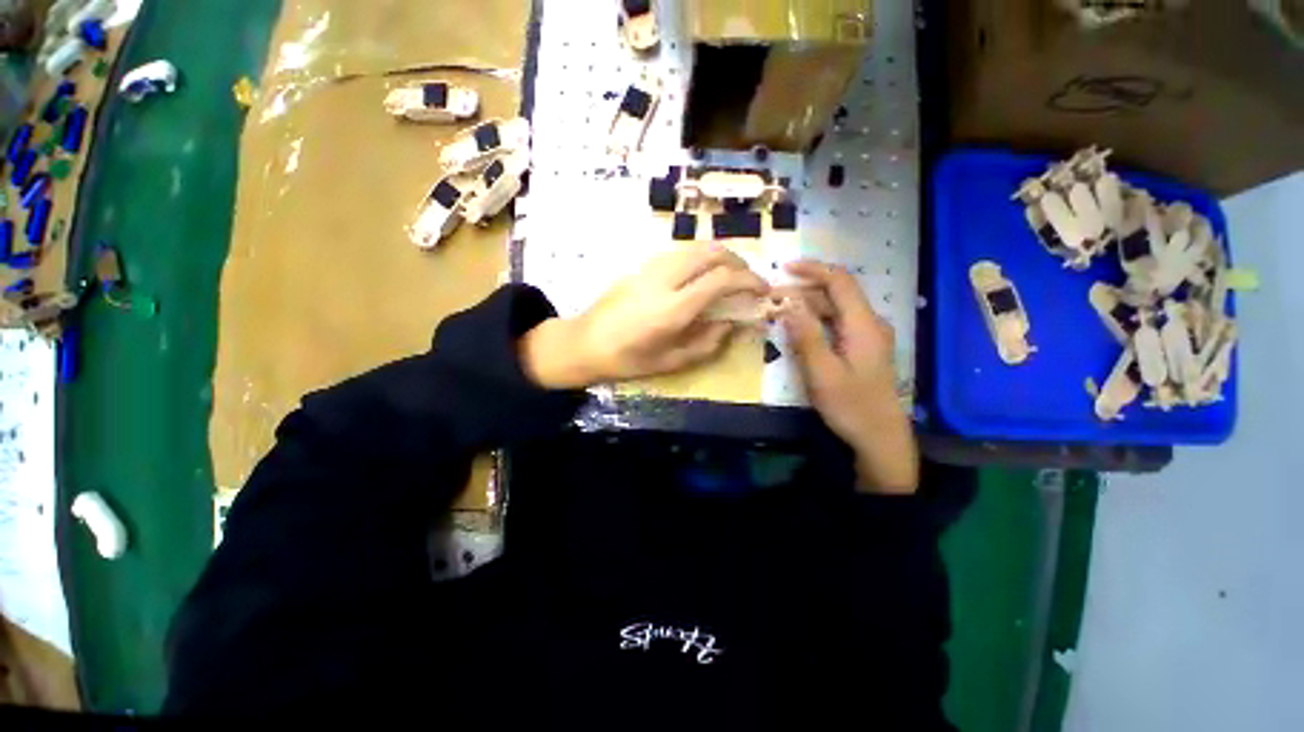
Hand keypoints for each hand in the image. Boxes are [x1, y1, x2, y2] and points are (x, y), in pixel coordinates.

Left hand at [522, 245, 769, 387]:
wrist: (583, 343)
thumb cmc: (626, 360)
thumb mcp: (671, 362)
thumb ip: (707, 344)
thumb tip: (730, 324)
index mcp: (673, 308)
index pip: (722, 279)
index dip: (749, 280)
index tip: (763, 289)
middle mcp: (664, 279)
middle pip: (711, 251)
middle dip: (738, 261)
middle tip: (747, 280)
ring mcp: (650, 268)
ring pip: (694, 247)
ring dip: (718, 257)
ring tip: (728, 277)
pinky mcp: (641, 266)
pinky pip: (679, 253)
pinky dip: (699, 258)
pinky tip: (699, 277)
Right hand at [781, 261, 917, 493]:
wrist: (881, 438)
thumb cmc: (851, 407)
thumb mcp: (822, 373)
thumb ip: (805, 336)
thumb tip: (787, 304)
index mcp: (863, 325)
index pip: (840, 282)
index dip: (813, 270)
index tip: (784, 268)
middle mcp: (869, 323)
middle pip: (836, 294)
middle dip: (803, 290)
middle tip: (772, 298)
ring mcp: (868, 336)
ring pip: (835, 309)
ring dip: (808, 306)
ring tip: (779, 313)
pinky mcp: (863, 348)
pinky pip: (837, 324)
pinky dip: (816, 321)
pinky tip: (798, 330)